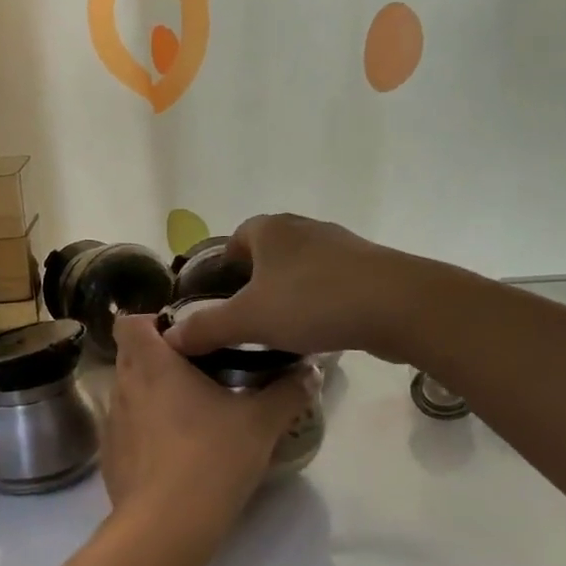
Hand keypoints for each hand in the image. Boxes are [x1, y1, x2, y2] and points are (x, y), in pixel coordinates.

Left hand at [102, 314, 314, 546]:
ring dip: (152, 394)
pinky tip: (174, 452)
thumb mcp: (261, 423)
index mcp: (152, 364)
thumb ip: (287, 392)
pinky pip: (126, 428)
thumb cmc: (211, 458)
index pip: (130, 322)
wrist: (165, 527)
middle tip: (199, 372)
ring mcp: (112, 423)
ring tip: (191, 413)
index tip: (186, 338)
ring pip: (128, 392)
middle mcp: (124, 386)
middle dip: (159, 358)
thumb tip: (310, 371)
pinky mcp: (111, 456)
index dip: (152, 323)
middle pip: (130, 355)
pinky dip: (145, 430)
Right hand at [164, 214, 404, 360]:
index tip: (221, 300)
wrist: (397, 306)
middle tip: (247, 320)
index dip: (223, 268)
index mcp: (270, 230)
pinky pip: (329, 283)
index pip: (235, 240)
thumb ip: (207, 328)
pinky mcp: (368, 268)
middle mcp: (303, 228)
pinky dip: (318, 303)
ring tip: (281, 330)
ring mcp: (340, 246)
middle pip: (267, 254)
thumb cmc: (312, 302)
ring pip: (299, 270)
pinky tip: (319, 330)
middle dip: (255, 284)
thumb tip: (168, 337)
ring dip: (288, 294)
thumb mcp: (249, 319)